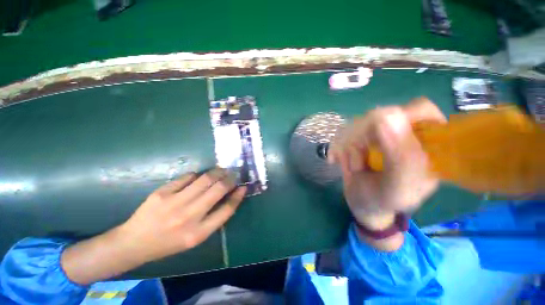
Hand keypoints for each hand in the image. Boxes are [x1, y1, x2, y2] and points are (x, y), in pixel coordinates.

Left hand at [62, 168, 245, 284]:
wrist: (134, 242)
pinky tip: (197, 177)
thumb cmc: (169, 242)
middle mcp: (189, 217)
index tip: (243, 187)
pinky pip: (187, 177)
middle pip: (218, 190)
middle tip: (233, 174)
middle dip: (230, 179)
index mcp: (199, 233)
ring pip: (205, 179)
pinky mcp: (162, 193)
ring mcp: (174, 203)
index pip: (227, 209)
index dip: (238, 196)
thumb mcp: (196, 237)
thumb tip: (230, 196)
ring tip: (221, 170)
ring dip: (217, 172)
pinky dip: (196, 175)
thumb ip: (214, 217)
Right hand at [328, 97, 445, 229]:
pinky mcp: (357, 137)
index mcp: (425, 144)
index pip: (419, 109)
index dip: (397, 117)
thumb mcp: (397, 189)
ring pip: (356, 124)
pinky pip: (341, 132)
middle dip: (362, 141)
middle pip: (379, 115)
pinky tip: (335, 160)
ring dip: (347, 148)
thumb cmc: (382, 201)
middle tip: (360, 164)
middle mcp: (402, 133)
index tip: (376, 138)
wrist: (361, 204)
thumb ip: (401, 157)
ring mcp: (377, 133)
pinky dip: (335, 148)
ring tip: (354, 168)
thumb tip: (388, 114)